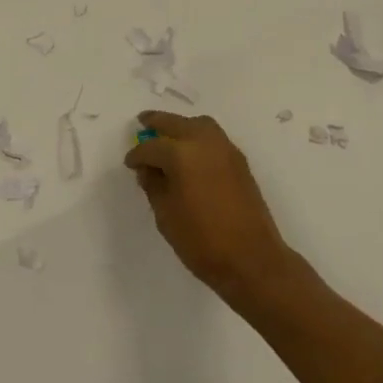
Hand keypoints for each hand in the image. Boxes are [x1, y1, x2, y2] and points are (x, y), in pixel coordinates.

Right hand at [124, 112, 297, 304]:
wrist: (253, 260)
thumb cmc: (202, 241)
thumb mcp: (166, 216)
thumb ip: (154, 186)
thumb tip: (148, 170)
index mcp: (181, 155)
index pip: (152, 147)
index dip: (137, 155)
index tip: (130, 163)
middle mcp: (204, 143)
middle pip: (175, 123)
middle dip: (157, 122)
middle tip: (142, 123)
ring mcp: (225, 149)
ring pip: (199, 124)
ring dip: (181, 126)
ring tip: (168, 137)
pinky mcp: (239, 161)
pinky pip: (213, 137)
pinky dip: (198, 137)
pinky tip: (191, 154)